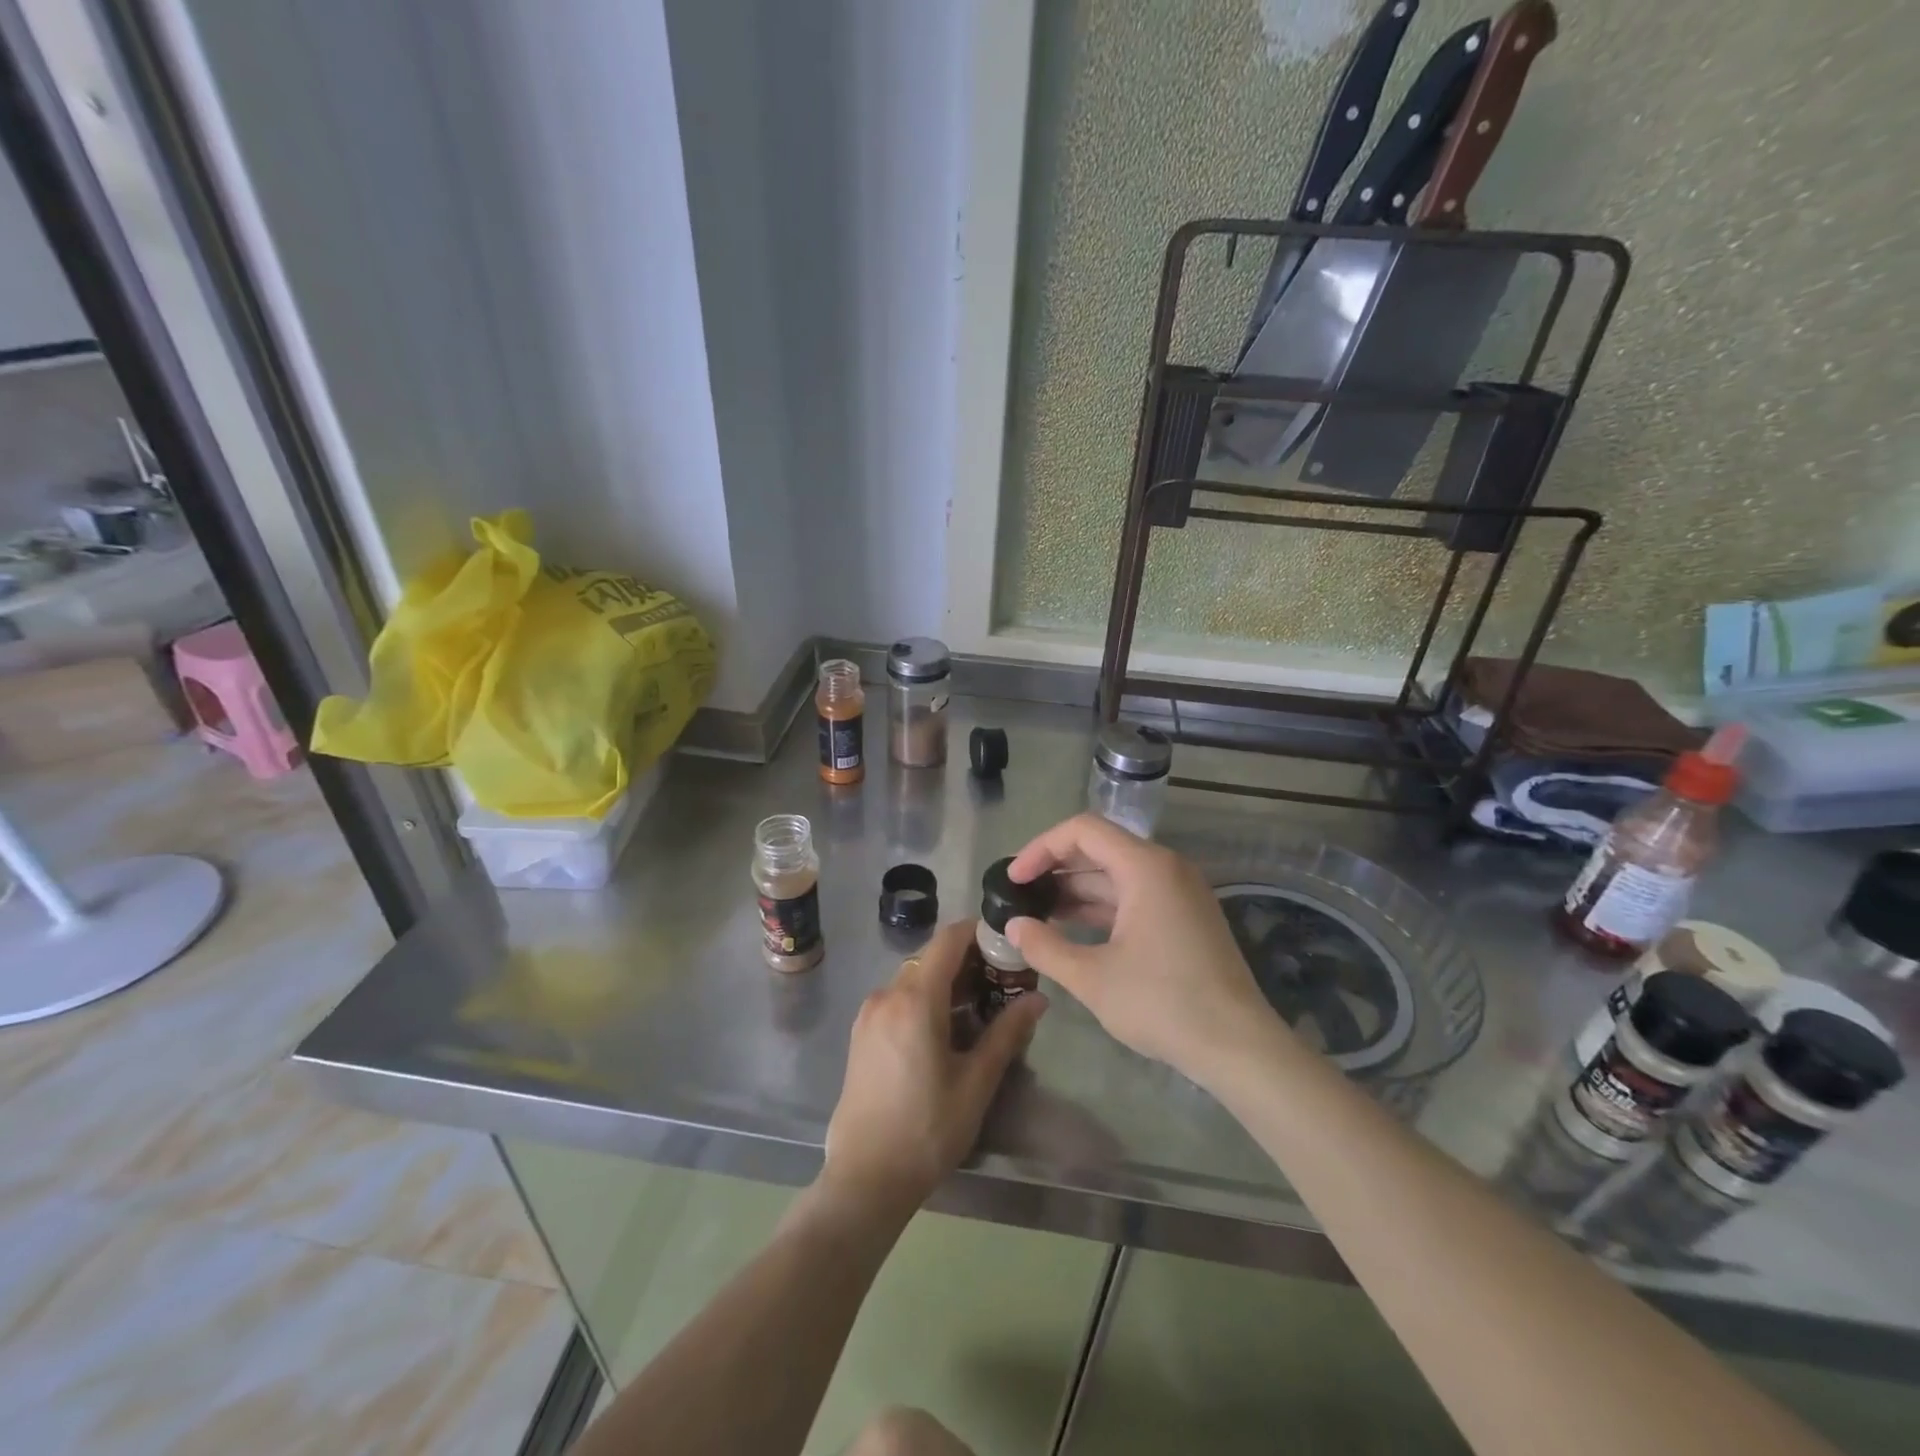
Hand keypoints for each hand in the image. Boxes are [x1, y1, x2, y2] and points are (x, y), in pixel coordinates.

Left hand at [822, 920, 1045, 1215]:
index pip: (949, 940)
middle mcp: (887, 995)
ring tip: (980, 1008)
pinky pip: (898, 999)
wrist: (865, 1178)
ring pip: (914, 978)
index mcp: (915, 999)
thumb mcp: (976, 1082)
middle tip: (1003, 982)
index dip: (979, 933)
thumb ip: (1007, 1032)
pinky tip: (946, 1030)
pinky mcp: (861, 1033)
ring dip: (946, 982)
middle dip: (968, 961)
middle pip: (932, 958)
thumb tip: (1039, 998)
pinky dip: (925, 999)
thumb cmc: (927, 1130)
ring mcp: (869, 1014)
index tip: (1008, 945)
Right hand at [1005, 814, 1282, 1082]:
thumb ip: (1045, 947)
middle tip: (1019, 895)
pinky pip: (1134, 896)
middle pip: (1100, 848)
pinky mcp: (1185, 917)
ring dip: (1076, 890)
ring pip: (1117, 875)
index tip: (1014, 879)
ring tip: (1037, 913)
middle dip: (1055, 868)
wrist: (1239, 1046)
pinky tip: (1072, 929)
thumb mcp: (1093, 978)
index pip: (1083, 831)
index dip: (1041, 848)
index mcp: (1145, 867)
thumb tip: (1013, 926)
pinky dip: (1101, 907)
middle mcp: (1166, 868)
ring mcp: (1179, 892)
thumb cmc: (1163, 1004)